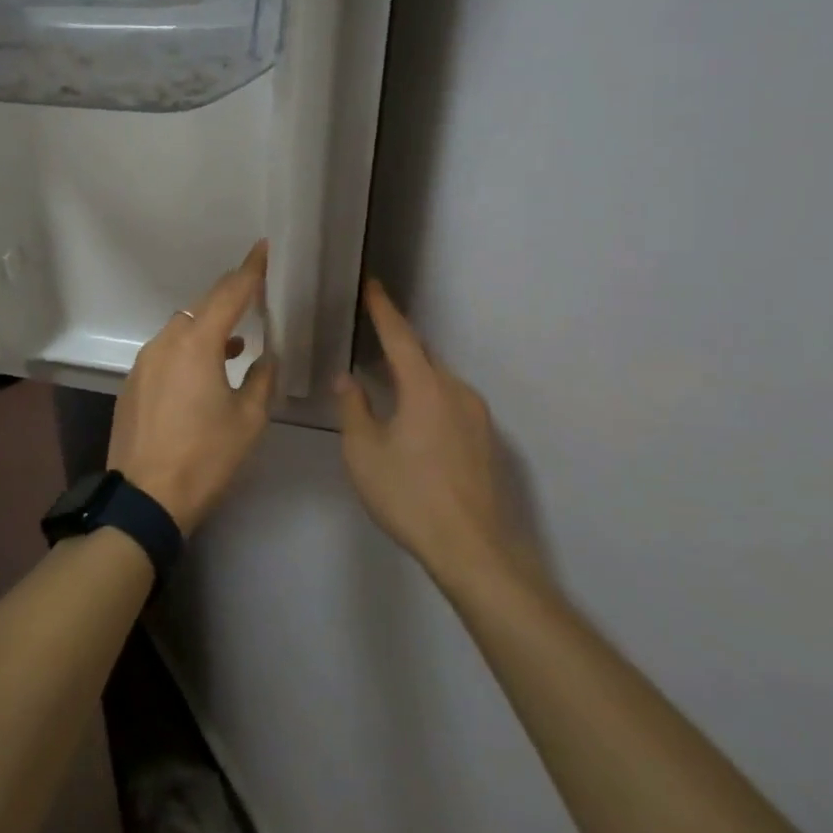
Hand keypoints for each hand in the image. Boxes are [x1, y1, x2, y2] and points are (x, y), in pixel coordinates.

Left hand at [108, 241, 276, 532]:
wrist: (145, 496)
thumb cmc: (205, 457)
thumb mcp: (248, 420)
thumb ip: (262, 378)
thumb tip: (266, 356)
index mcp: (197, 344)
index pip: (230, 294)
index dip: (250, 270)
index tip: (262, 247)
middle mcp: (166, 342)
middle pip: (202, 307)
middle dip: (229, 296)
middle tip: (253, 291)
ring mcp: (144, 361)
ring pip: (181, 328)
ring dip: (208, 326)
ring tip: (236, 340)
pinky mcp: (133, 382)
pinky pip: (166, 350)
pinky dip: (188, 348)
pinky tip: (204, 370)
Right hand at [335, 279, 525, 580]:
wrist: (473, 548)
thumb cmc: (409, 495)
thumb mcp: (363, 452)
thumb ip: (353, 408)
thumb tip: (347, 379)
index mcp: (425, 387)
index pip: (400, 336)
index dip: (382, 308)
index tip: (371, 284)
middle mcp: (457, 391)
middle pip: (422, 355)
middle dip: (397, 342)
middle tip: (370, 335)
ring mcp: (477, 416)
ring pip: (438, 380)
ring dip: (413, 373)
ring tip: (386, 380)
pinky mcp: (486, 440)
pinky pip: (450, 402)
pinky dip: (428, 396)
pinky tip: (412, 418)